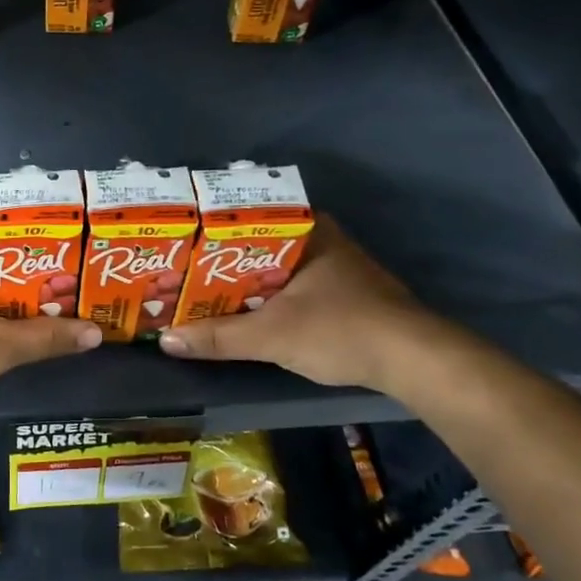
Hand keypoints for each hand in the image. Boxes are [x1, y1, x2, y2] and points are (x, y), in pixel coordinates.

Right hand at [157, 221, 431, 390]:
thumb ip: (217, 337)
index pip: (243, 217)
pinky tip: (240, 310)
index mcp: (305, 229)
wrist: (415, 362)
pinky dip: (263, 295)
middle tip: (179, 271)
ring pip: (271, 266)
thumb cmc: (340, 330)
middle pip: (254, 244)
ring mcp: (333, 265)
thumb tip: (165, 340)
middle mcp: (319, 238)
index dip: (206, 231)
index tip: (176, 244)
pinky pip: (288, 284)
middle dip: (218, 260)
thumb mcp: (271, 335)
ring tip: (198, 291)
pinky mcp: (341, 293)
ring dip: (240, 281)